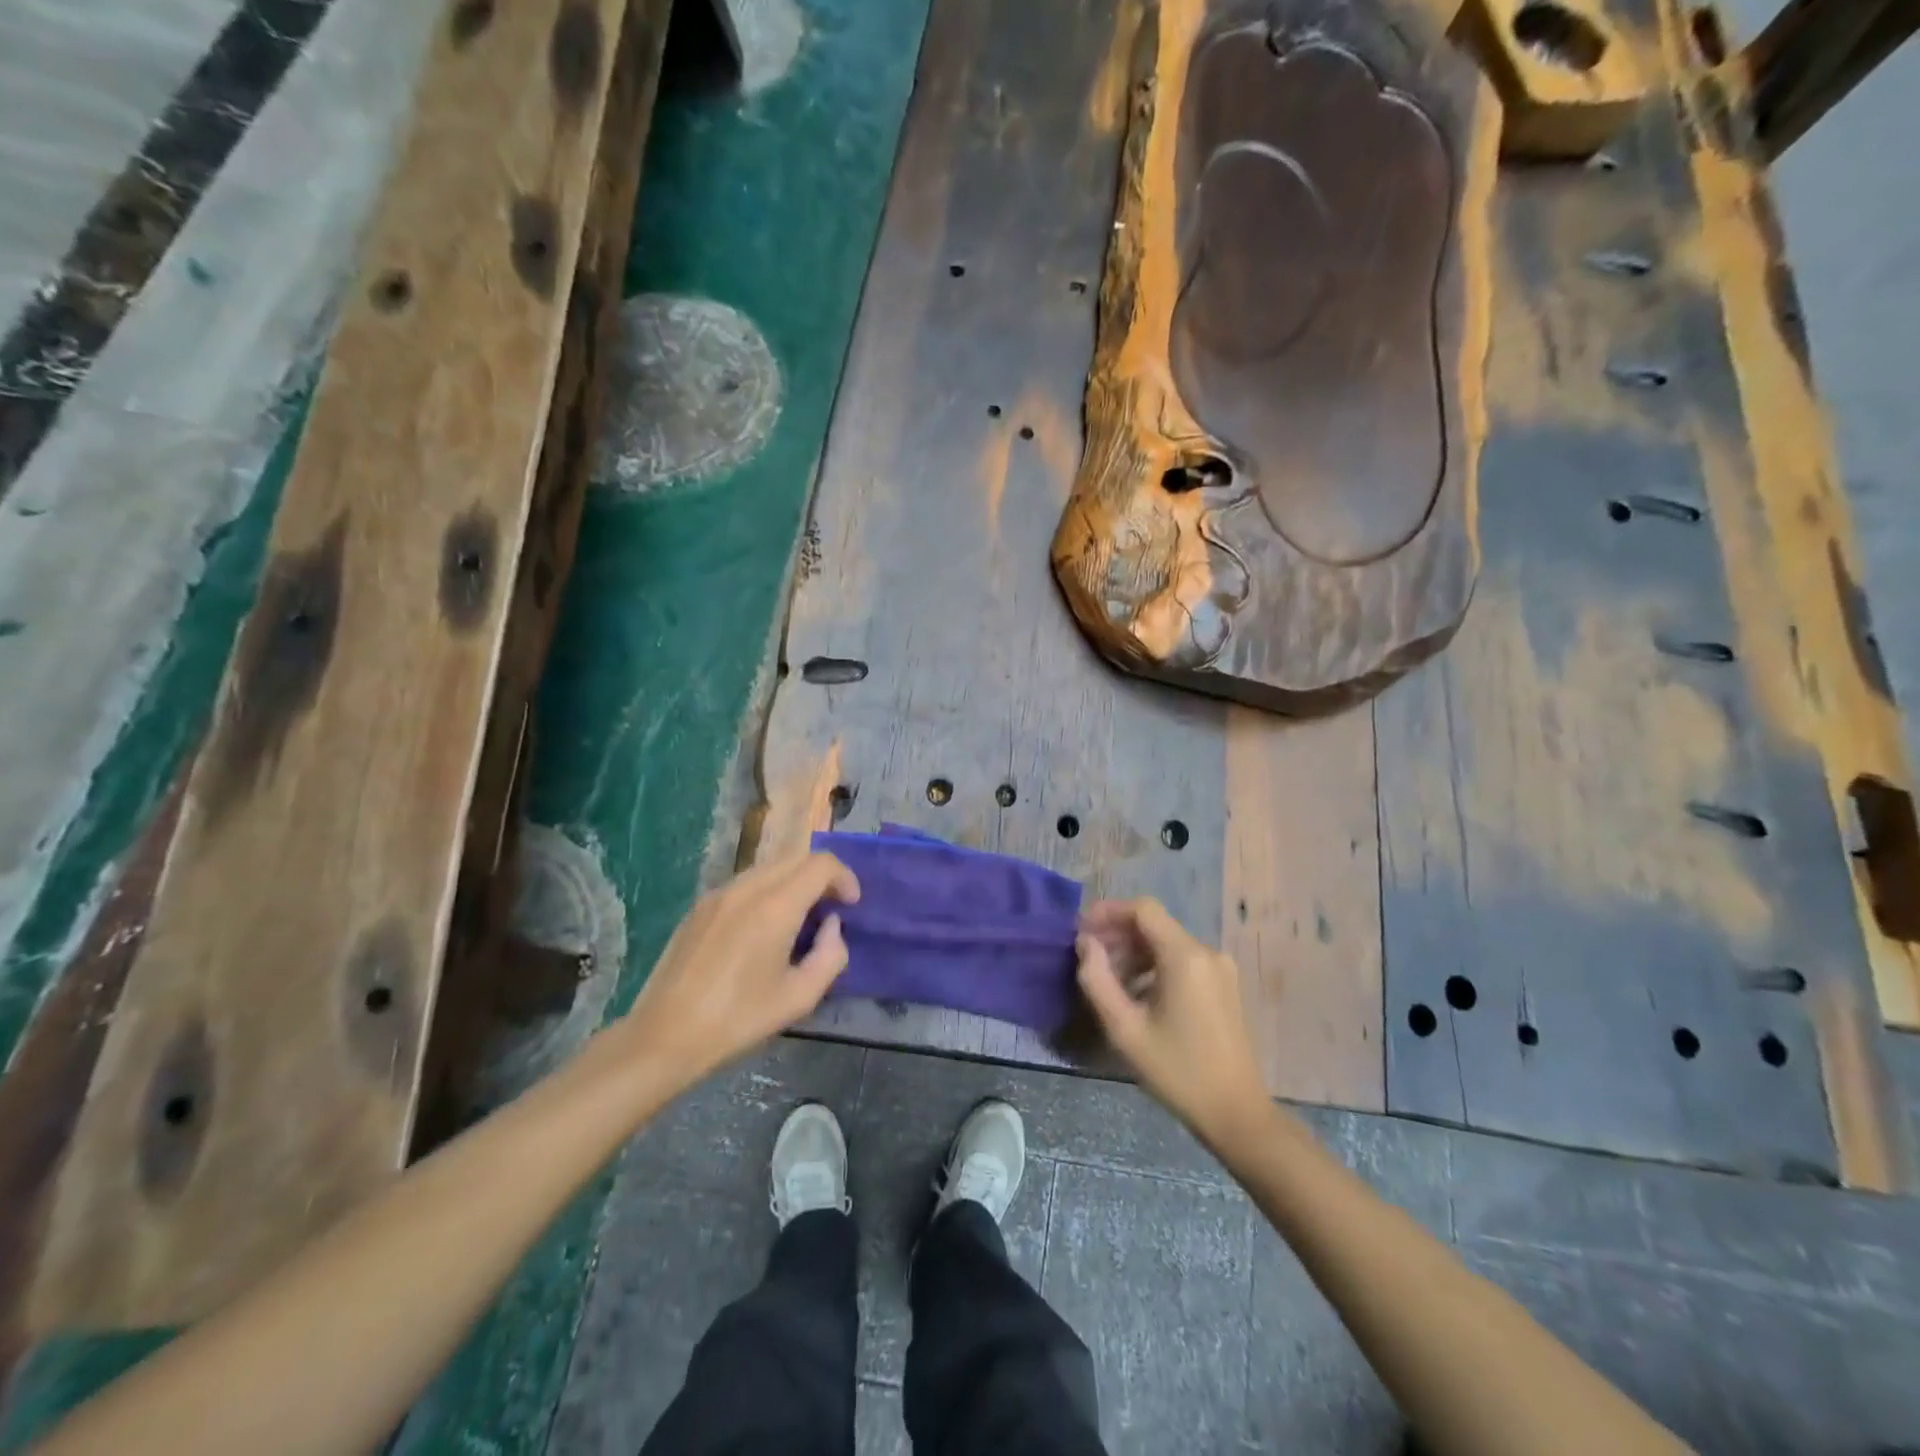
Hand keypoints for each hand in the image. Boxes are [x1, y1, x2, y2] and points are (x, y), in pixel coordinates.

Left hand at [617, 852, 859, 1093]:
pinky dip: (768, 891)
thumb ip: (830, 956)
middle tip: (832, 908)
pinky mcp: (700, 907)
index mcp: (775, 907)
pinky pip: (745, 883)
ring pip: (769, 867)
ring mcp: (718, 894)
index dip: (844, 877)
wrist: (664, 1036)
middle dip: (821, 876)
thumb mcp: (799, 998)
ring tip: (800, 919)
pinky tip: (764, 928)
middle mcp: (747, 888)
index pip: (820, 864)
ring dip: (794, 882)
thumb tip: (830, 927)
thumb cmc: (737, 1020)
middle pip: (795, 858)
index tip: (852, 905)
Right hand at [1077, 897, 1268, 1142]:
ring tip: (1108, 980)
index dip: (1108, 911)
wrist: (1237, 1114)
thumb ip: (1097, 980)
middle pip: (1154, 925)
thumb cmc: (1177, 1071)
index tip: (1081, 930)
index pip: (1143, 908)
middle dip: (1118, 934)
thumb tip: (1085, 944)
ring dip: (1134, 952)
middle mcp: (1206, 952)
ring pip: (1167, 943)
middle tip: (1088, 958)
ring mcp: (1220, 969)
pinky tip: (1137, 994)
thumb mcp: (1125, 1029)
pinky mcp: (1224, 986)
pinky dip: (1154, 966)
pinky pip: (1182, 960)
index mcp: (1185, 956)